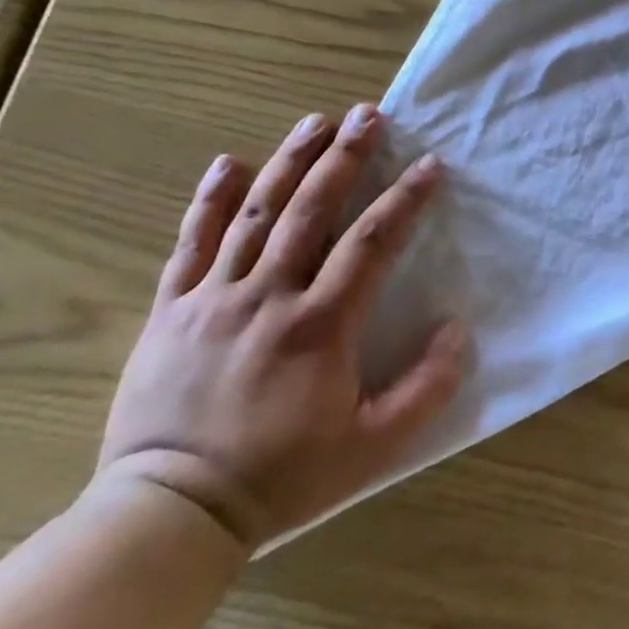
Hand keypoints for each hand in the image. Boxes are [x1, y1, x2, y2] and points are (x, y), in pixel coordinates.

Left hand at [96, 105, 465, 551]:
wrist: (171, 514)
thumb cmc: (282, 477)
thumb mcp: (373, 447)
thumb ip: (426, 389)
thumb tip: (456, 328)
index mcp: (320, 325)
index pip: (372, 242)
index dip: (405, 199)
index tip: (430, 165)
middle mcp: (268, 296)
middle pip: (312, 209)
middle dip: (345, 157)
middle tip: (369, 114)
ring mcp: (214, 298)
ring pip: (256, 213)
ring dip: (289, 161)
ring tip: (316, 121)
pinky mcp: (172, 310)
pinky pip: (190, 243)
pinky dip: (210, 200)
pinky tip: (227, 163)